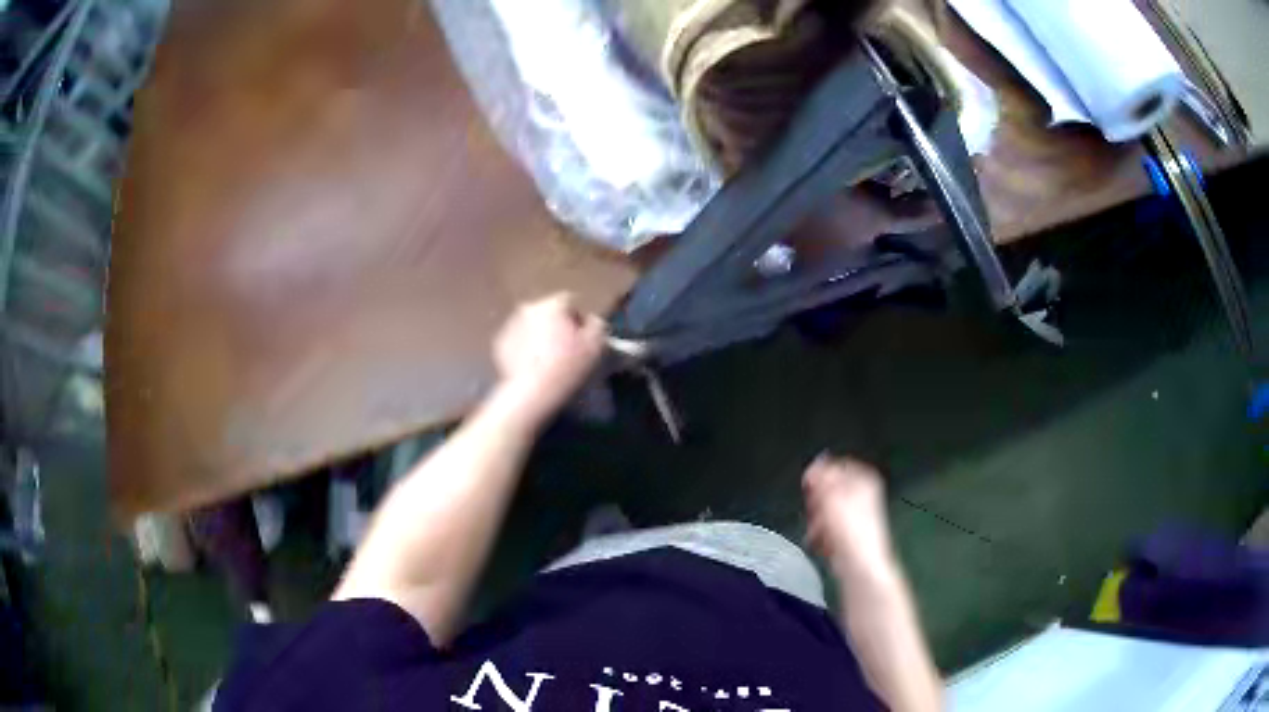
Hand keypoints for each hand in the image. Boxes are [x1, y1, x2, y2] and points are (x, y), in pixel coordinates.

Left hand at [492, 293, 605, 425]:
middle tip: (564, 348)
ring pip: (531, 325)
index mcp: (553, 304)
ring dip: (540, 335)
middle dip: (557, 325)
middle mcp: (529, 307)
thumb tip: (592, 320)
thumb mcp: (595, 346)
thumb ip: (597, 325)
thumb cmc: (567, 366)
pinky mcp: (500, 343)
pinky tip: (533, 365)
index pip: (571, 301)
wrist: (532, 391)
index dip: (578, 319)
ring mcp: (511, 324)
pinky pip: (518, 340)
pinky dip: (525, 347)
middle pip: (549, 312)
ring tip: (547, 359)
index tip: (582, 338)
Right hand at [803, 454, 897, 579]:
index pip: (835, 466)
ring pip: (824, 510)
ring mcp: (855, 515)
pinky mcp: (847, 533)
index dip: (819, 475)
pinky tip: (822, 542)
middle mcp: (862, 494)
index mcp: (863, 478)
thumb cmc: (850, 529)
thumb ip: (820, 478)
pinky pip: (827, 527)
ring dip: (816, 521)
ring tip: (819, 531)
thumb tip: (813, 469)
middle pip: (828, 489)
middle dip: (817, 502)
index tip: (810, 486)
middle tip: (816, 511)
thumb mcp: (831, 495)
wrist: (858, 563)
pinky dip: (821, 535)